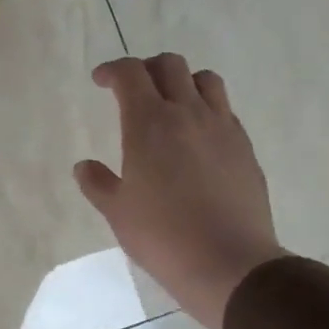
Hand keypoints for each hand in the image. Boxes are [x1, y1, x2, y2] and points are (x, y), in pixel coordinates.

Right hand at [74, 54, 286, 328]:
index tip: (100, 81)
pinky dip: (206, 109)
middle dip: (147, 69)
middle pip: (170, 65)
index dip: (112, 70)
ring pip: (205, 80)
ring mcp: (222, 128)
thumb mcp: (117, 212)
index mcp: (149, 123)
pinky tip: (197, 138)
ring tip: (171, 105)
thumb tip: (84, 166)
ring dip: (183, 82)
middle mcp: (188, 114)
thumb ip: (97, 182)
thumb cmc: (162, 236)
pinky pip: (225, 110)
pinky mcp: (245, 148)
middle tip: (133, 90)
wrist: (229, 262)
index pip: (130, 74)